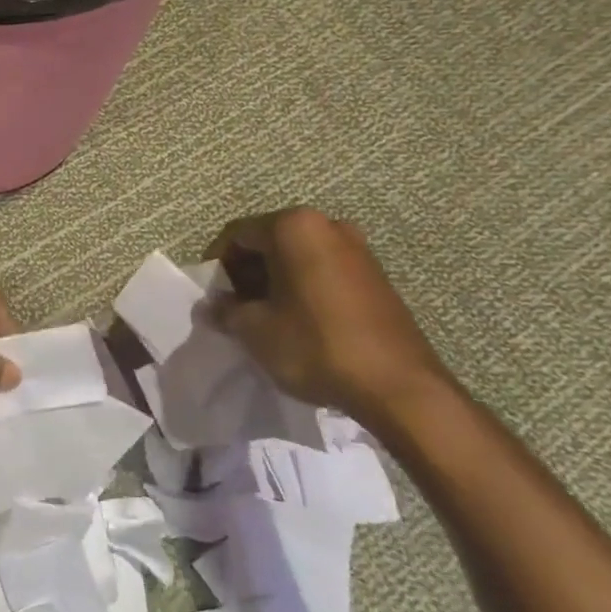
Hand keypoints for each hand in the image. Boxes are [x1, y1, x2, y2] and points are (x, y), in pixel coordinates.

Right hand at [208, 208, 453, 429]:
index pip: (237, 235)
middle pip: (269, 241)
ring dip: (274, 281)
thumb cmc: (315, 345)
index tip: (211, 296)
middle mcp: (327, 225)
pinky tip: (298, 321)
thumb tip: (213, 307)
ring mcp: (357, 248)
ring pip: (297, 256)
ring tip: (265, 317)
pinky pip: (323, 270)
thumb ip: (226, 311)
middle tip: (234, 307)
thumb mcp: (254, 330)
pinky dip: (302, 287)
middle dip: (247, 272)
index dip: (217, 265)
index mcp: (294, 227)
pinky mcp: (375, 275)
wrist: (398, 386)